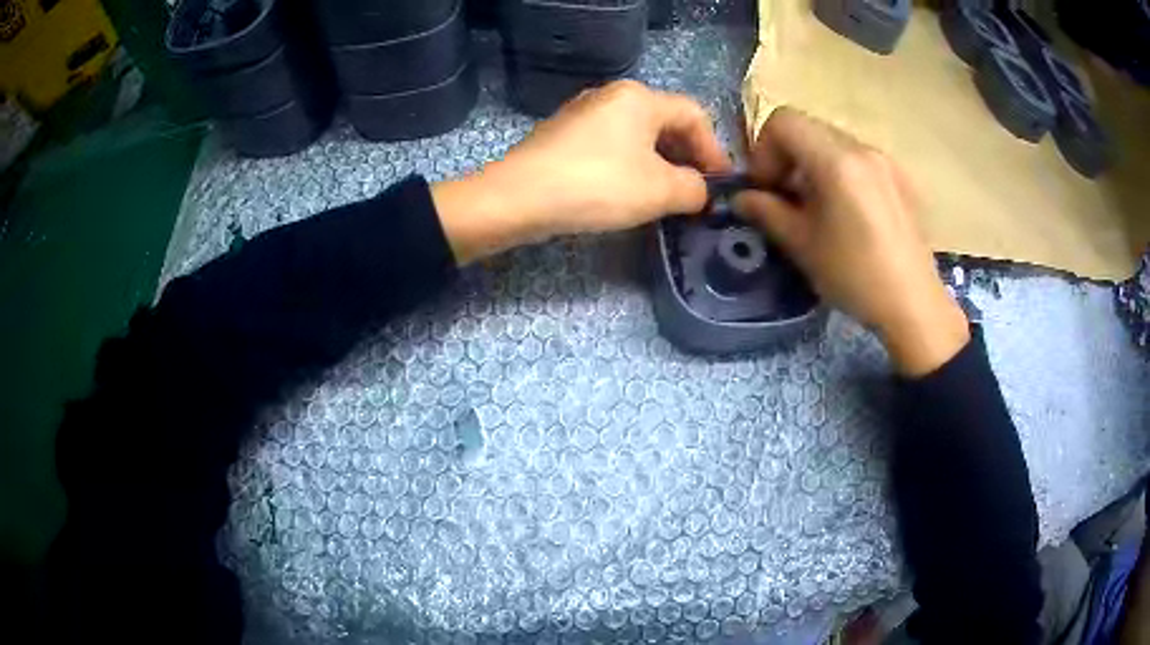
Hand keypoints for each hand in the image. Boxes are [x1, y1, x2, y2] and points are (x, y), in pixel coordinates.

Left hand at [432, 80, 731, 263]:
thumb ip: (694, 189)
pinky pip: (611, 145)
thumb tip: (699, 191)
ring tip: (667, 196)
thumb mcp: (660, 191)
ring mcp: (583, 113)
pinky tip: (629, 191)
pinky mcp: (564, 135)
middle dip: (687, 156)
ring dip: (660, 163)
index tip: (720, 185)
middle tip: (696, 191)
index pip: (694, 115)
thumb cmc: (597, 185)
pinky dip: (631, 165)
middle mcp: (611, 96)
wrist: (517, 198)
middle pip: (665, 121)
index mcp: (639, 98)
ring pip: (637, 134)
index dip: (714, 150)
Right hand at [732, 108, 968, 375]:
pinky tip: (847, 213)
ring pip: (833, 142)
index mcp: (836, 160)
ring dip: (813, 164)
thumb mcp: (803, 245)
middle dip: (787, 156)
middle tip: (786, 198)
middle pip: (808, 127)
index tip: (767, 188)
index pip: (783, 121)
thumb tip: (743, 198)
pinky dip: (840, 172)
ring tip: (817, 208)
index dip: (764, 150)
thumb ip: (767, 212)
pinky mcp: (900, 178)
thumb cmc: (855, 276)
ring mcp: (885, 161)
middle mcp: (862, 148)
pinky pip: (858, 159)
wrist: (914, 305)